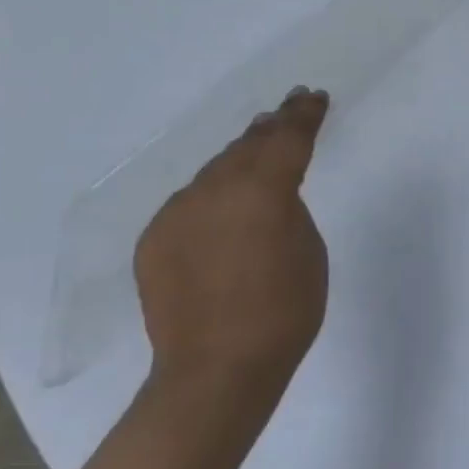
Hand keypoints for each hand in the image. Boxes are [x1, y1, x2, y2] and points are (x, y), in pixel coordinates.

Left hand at [133, 87, 330, 402]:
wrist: (214, 371)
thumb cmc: (283, 312)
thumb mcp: (309, 250)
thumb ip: (289, 207)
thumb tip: (268, 196)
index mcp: (264, 187)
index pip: (289, 135)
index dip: (304, 113)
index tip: (313, 97)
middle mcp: (216, 187)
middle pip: (248, 144)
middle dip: (270, 128)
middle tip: (286, 113)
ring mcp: (179, 210)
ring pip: (215, 171)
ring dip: (238, 161)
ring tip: (254, 153)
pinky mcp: (155, 236)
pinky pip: (190, 203)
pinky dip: (210, 199)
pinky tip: (221, 212)